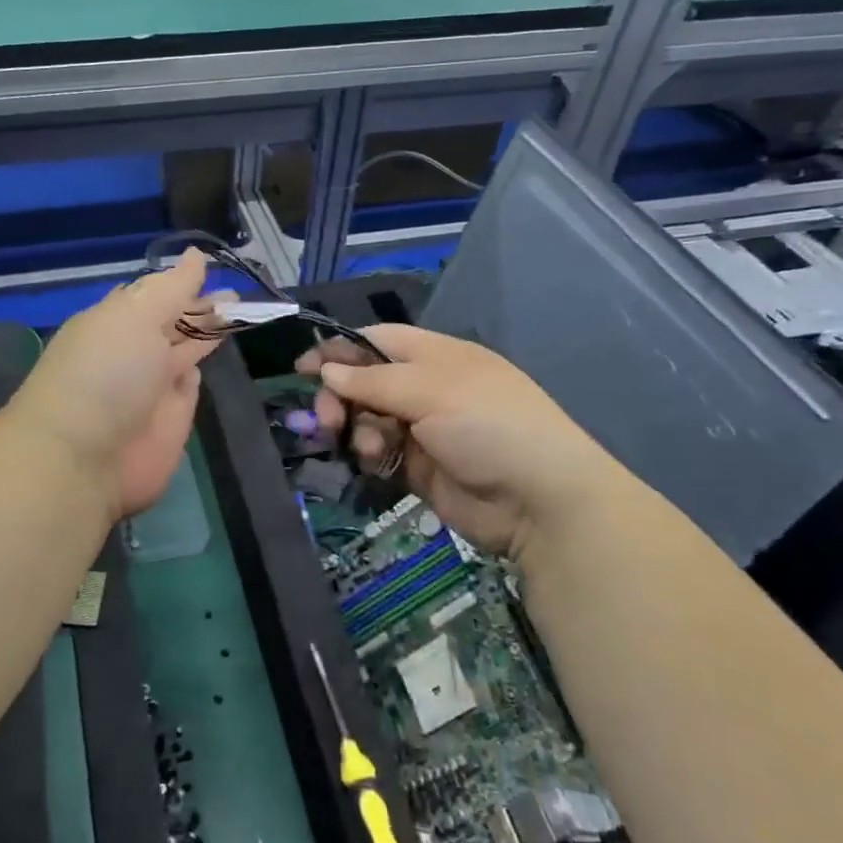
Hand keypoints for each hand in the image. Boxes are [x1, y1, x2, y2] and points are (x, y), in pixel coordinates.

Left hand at [9, 250, 224, 517]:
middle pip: (175, 322)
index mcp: (117, 320)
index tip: (213, 267)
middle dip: (203, 306)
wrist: (84, 458)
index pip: (155, 293)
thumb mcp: (136, 316)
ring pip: (186, 351)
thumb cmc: (106, 373)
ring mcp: (153, 386)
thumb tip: (197, 255)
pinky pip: (190, 387)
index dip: (183, 281)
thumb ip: (172, 288)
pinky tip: (214, 353)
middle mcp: (135, 349)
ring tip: (241, 312)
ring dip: (208, 333)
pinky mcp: (171, 420)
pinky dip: (199, 370)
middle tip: (237, 294)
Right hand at [296, 324, 628, 561]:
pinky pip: (379, 454)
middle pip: (365, 383)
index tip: (303, 369)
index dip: (339, 351)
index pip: (376, 341)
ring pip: (367, 420)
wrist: (539, 501)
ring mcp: (423, 430)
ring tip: (366, 448)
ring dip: (356, 430)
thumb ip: (373, 380)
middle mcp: (426, 388)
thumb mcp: (431, 390)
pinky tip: (376, 464)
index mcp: (435, 356)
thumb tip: (327, 370)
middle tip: (325, 420)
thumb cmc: (488, 425)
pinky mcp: (418, 469)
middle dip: (340, 397)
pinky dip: (370, 456)